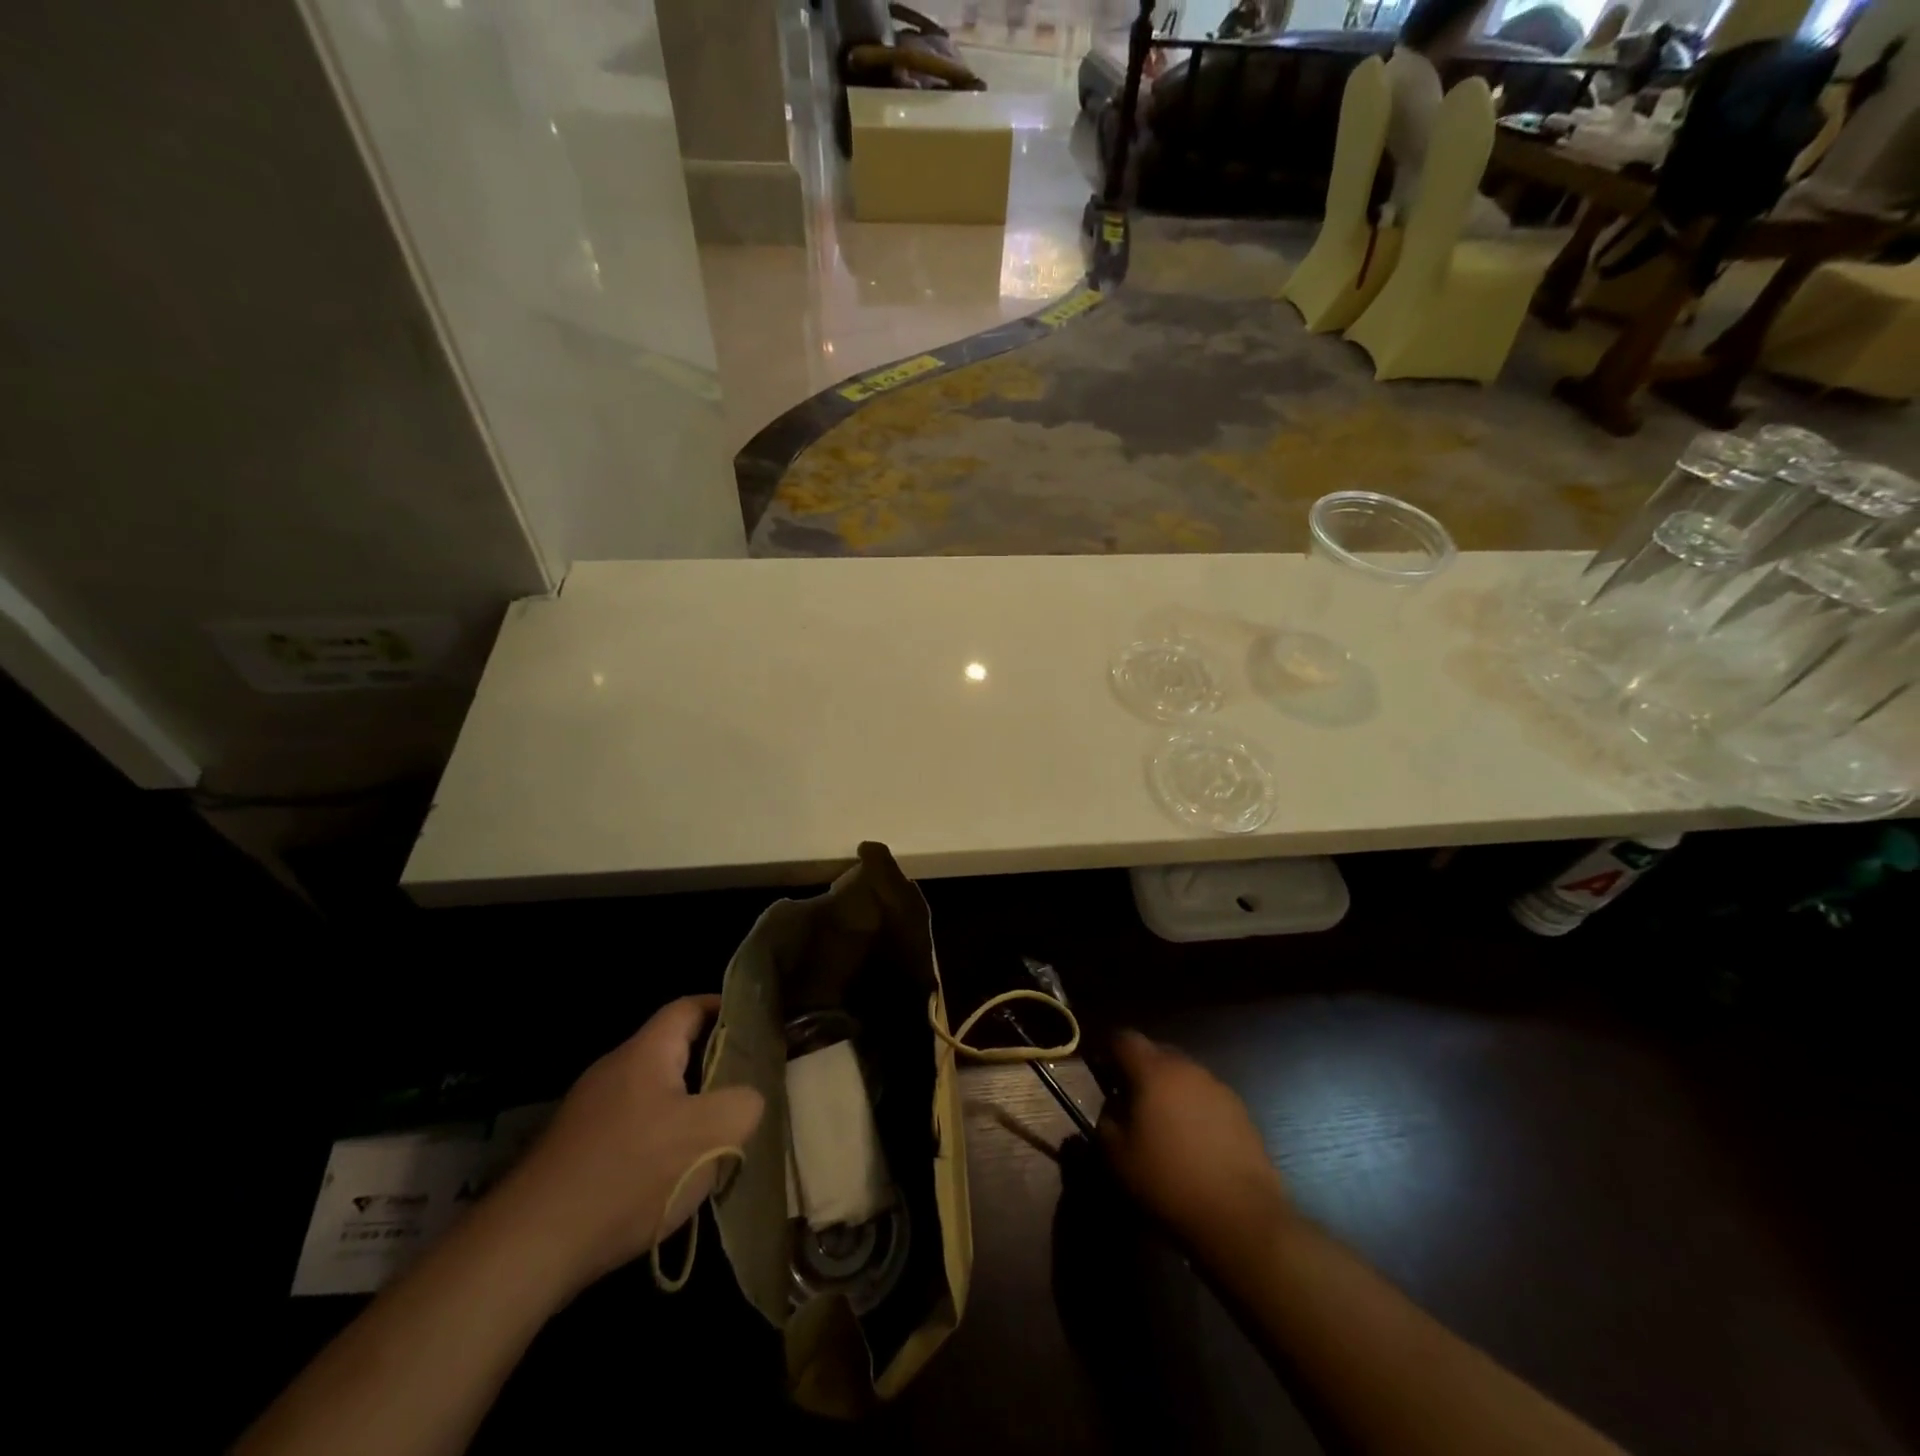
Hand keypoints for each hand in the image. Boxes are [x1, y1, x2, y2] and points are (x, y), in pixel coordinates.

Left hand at [494, 996, 763, 1295]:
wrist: (530, 1247)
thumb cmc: (630, 1174)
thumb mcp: (711, 1134)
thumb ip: (745, 1103)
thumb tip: (748, 1099)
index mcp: (646, 1052)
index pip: (689, 1007)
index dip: (724, 1008)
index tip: (754, 1024)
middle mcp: (613, 1070)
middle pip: (671, 1051)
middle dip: (711, 1064)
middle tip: (746, 1085)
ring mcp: (589, 1112)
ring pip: (652, 1094)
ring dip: (685, 1107)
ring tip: (716, 1135)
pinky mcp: (574, 1151)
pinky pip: (630, 1128)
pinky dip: (657, 1139)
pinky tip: (671, 1176)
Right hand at [1097, 1030, 1291, 1258]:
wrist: (1241, 1217)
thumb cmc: (1168, 1181)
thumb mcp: (1118, 1157)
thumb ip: (1105, 1123)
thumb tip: (1110, 1111)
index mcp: (1154, 1071)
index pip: (1124, 1039)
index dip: (1108, 1050)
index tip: (1101, 1071)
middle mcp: (1188, 1068)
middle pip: (1157, 1052)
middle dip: (1140, 1068)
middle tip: (1129, 1097)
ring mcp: (1218, 1088)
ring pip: (1184, 1074)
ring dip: (1169, 1088)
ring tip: (1162, 1122)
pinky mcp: (1242, 1112)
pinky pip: (1207, 1097)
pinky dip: (1194, 1108)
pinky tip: (1193, 1140)